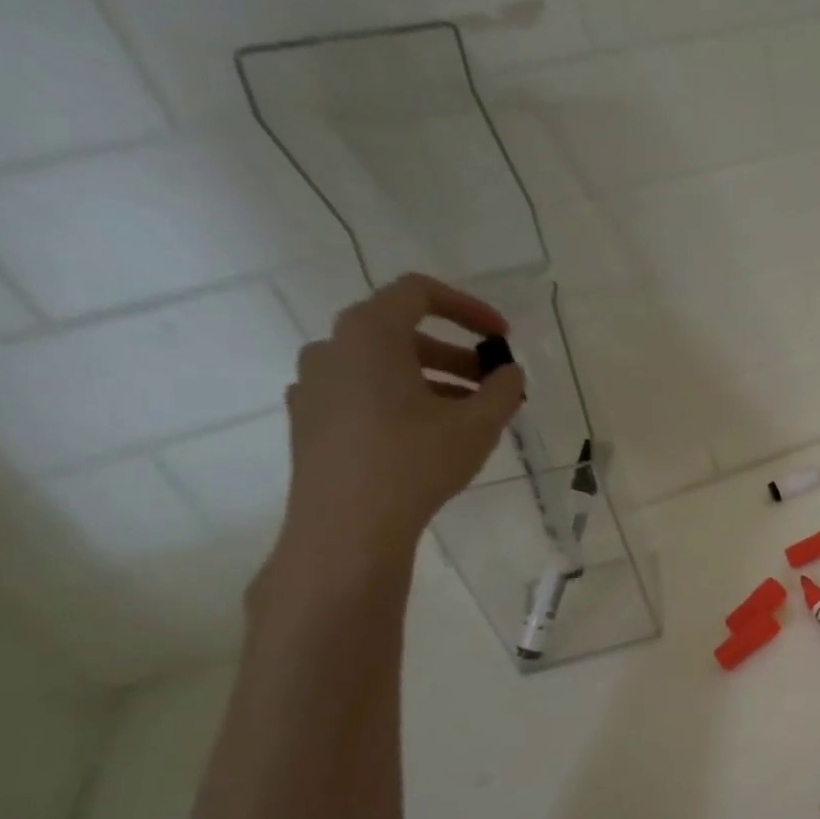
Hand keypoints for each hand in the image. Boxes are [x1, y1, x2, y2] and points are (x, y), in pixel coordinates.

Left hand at [272, 274, 524, 580]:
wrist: (348, 526)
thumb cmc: (415, 460)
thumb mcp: (478, 424)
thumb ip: (502, 390)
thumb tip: (510, 373)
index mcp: (369, 333)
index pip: (419, 293)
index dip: (468, 308)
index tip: (503, 337)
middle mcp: (332, 347)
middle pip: (400, 332)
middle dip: (455, 354)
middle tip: (492, 384)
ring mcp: (313, 385)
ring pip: (381, 367)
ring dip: (430, 380)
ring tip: (467, 416)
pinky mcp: (309, 421)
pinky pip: (361, 393)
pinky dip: (399, 401)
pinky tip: (426, 437)